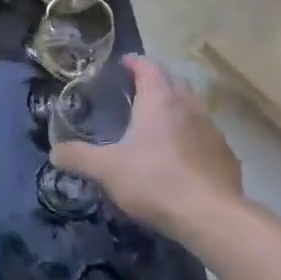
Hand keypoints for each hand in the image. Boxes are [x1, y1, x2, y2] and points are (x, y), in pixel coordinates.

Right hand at [51, 55, 242, 236]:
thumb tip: (55, 152)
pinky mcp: (225, 155)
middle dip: (156, 80)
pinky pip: (204, 134)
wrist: (211, 216)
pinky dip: (190, 134)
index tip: (123, 63)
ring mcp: (212, 130)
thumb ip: (78, 157)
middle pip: (173, 81)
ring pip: (192, 107)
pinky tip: (180, 155)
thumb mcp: (106, 170)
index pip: (148, 68)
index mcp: (159, 101)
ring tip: (156, 122)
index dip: (135, 62)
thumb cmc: (154, 181)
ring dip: (175, 107)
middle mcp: (189, 106)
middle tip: (136, 90)